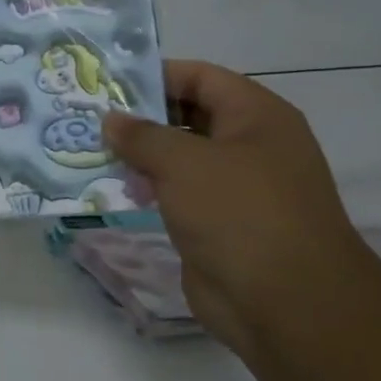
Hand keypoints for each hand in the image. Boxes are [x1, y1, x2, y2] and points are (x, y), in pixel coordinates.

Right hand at [102, 61, 380, 349]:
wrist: (289, 305)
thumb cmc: (240, 214)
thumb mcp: (183, 163)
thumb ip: (142, 136)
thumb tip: (112, 120)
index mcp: (256, 116)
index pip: (200, 77)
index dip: (155, 75)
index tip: (107, 84)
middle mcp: (251, 145)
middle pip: (189, 116)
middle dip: (142, 118)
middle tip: (91, 119)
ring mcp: (238, 188)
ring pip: (182, 158)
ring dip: (142, 157)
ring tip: (95, 153)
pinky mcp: (222, 225)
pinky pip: (181, 195)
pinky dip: (152, 189)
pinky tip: (118, 190)